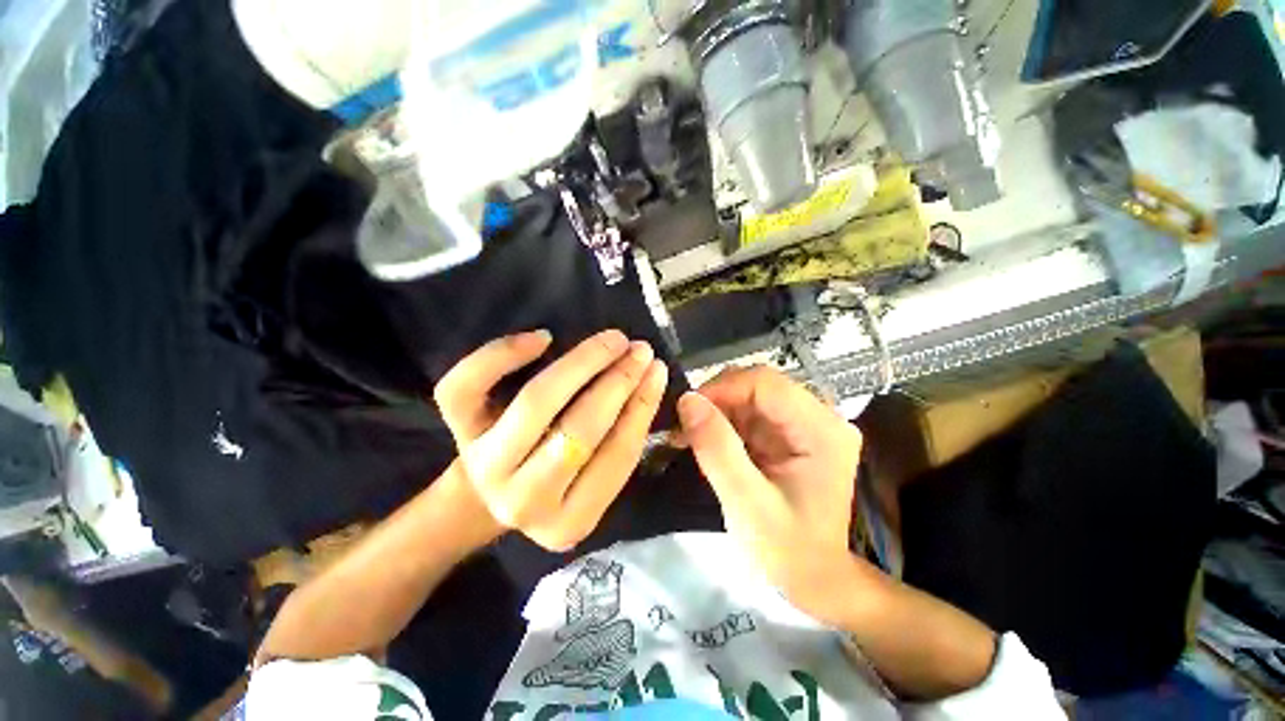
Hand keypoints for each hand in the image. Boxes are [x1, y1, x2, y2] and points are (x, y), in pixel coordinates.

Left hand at [434, 330, 668, 550]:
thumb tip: (647, 382)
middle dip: (617, 381)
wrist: (486, 496)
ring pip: (536, 402)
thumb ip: (620, 443)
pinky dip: (504, 354)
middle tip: (639, 350)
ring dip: (582, 362)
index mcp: (569, 521)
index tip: (658, 371)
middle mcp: (523, 498)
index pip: (617, 456)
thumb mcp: (594, 483)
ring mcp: (485, 463)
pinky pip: (469, 386)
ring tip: (611, 340)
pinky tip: (542, 338)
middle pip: (579, 429)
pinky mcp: (456, 430)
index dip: (642, 407)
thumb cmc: (555, 482)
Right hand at [677, 366, 862, 624]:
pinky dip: (723, 423)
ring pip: (750, 396)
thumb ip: (717, 449)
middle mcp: (819, 417)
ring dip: (716, 411)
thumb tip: (687, 400)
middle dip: (716, 400)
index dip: (722, 388)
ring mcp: (805, 424)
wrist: (814, 582)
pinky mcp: (789, 433)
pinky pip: (749, 413)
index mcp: (822, 431)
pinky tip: (706, 441)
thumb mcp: (747, 504)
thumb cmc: (788, 552)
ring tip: (688, 436)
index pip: (766, 384)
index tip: (686, 410)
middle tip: (683, 426)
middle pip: (758, 385)